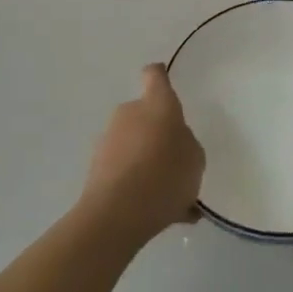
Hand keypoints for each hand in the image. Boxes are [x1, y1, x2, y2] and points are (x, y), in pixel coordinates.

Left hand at [82, 64, 205, 241]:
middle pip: (145, 116)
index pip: (155, 76)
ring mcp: (109, 141)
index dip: (159, 76)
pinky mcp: (96, 169)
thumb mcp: (195, 159)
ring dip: (149, 164)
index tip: (163, 78)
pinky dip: (140, 188)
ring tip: (174, 199)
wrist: (117, 214)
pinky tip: (163, 215)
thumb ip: (186, 145)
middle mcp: (129, 114)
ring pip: (135, 147)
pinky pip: (126, 173)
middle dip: (158, 135)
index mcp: (157, 104)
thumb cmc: (165, 174)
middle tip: (177, 163)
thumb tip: (173, 145)